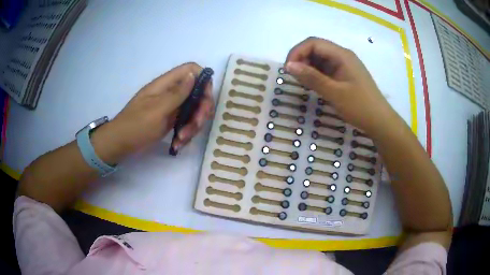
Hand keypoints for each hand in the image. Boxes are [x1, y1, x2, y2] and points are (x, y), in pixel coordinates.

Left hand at [94, 62, 213, 162]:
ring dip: (193, 126)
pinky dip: (186, 134)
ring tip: (181, 140)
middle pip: (198, 93)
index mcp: (166, 84)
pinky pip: (187, 123)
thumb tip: (194, 74)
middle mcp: (171, 93)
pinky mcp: (171, 120)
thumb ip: (177, 93)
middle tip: (196, 125)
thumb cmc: (136, 125)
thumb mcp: (157, 109)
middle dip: (201, 110)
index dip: (203, 80)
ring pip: (194, 110)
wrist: (120, 143)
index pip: (191, 70)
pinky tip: (177, 144)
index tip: (205, 99)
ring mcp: (172, 107)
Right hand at [285, 37, 395, 134]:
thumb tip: (288, 65)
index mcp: (342, 55)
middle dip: (301, 59)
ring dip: (307, 67)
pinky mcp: (344, 74)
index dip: (297, 52)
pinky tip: (313, 84)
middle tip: (294, 77)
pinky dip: (315, 74)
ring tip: (303, 82)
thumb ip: (312, 78)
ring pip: (319, 58)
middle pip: (315, 48)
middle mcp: (342, 55)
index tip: (288, 69)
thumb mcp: (334, 93)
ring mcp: (343, 65)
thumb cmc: (360, 107)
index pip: (313, 43)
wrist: (380, 121)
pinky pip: (325, 68)